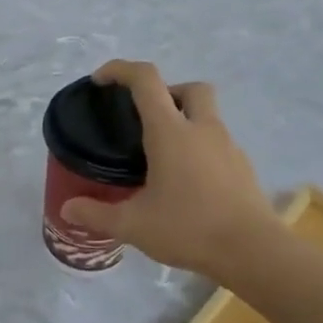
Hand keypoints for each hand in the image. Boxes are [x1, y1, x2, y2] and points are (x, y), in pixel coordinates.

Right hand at [61, 60, 275, 276]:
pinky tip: (186, 182)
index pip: (146, 80)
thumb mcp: (133, 225)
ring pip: (208, 115)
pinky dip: (199, 149)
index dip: (121, 70)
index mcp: (171, 132)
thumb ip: (97, 214)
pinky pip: (217, 144)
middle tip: (144, 119)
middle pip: (190, 88)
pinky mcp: (242, 168)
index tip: (101, 81)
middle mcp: (202, 130)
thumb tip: (68, 209)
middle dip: (166, 92)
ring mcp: (228, 147)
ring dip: (184, 121)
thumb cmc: (189, 228)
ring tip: (161, 157)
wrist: (254, 252)